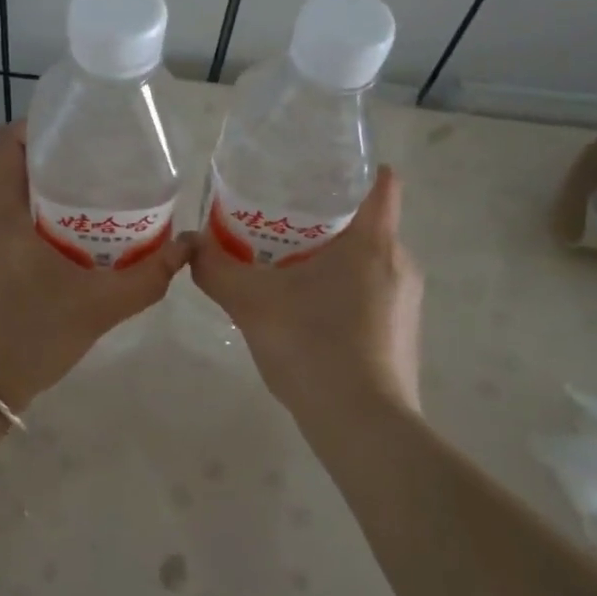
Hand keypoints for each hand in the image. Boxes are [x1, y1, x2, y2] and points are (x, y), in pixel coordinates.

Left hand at [0, 123, 190, 411]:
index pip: (4, 141)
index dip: (37, 126)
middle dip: (51, 164)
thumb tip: (189, 247)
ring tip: (86, 208)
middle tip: (97, 172)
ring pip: (2, 200)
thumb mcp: (98, 307)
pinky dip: (24, 223)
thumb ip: (147, 277)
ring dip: (38, 197)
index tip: (77, 135)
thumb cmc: (28, 337)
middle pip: (8, 168)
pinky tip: (58, 248)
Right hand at [189, 165, 422, 415]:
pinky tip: (309, 314)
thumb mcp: (252, 304)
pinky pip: (373, 294)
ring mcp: (407, 301)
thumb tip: (189, 245)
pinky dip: (344, 291)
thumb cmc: (313, 347)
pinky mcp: (403, 333)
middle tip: (280, 223)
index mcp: (373, 241)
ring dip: (334, 258)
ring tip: (289, 268)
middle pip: (368, 221)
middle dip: (327, 218)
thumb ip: (217, 270)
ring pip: (370, 261)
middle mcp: (400, 262)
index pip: (379, 182)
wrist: (362, 425)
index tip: (316, 174)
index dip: (352, 170)